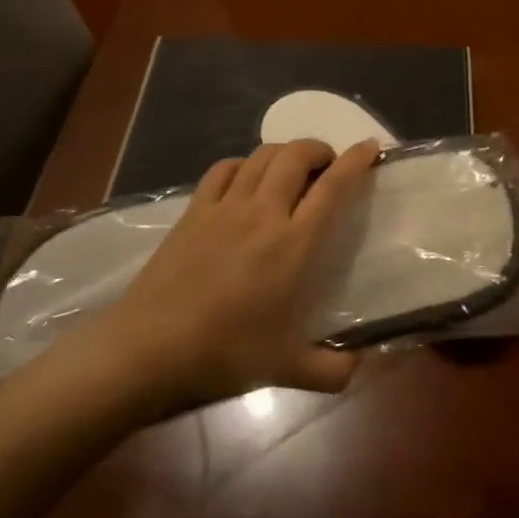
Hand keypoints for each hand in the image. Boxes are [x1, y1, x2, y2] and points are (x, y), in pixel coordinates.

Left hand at [72, 139, 378, 415]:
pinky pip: (224, 169)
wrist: (148, 349)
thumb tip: (362, 364)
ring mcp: (224, 207)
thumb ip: (333, 370)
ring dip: (285, 152)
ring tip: (293, 168)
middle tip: (329, 166)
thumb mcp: (287, 369)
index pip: (333, 187)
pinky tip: (247, 178)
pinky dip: (244, 163)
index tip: (370, 147)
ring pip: (261, 156)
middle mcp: (262, 213)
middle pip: (296, 156)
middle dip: (319, 149)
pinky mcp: (193, 211)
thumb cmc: (224, 355)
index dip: (356, 161)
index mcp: (293, 244)